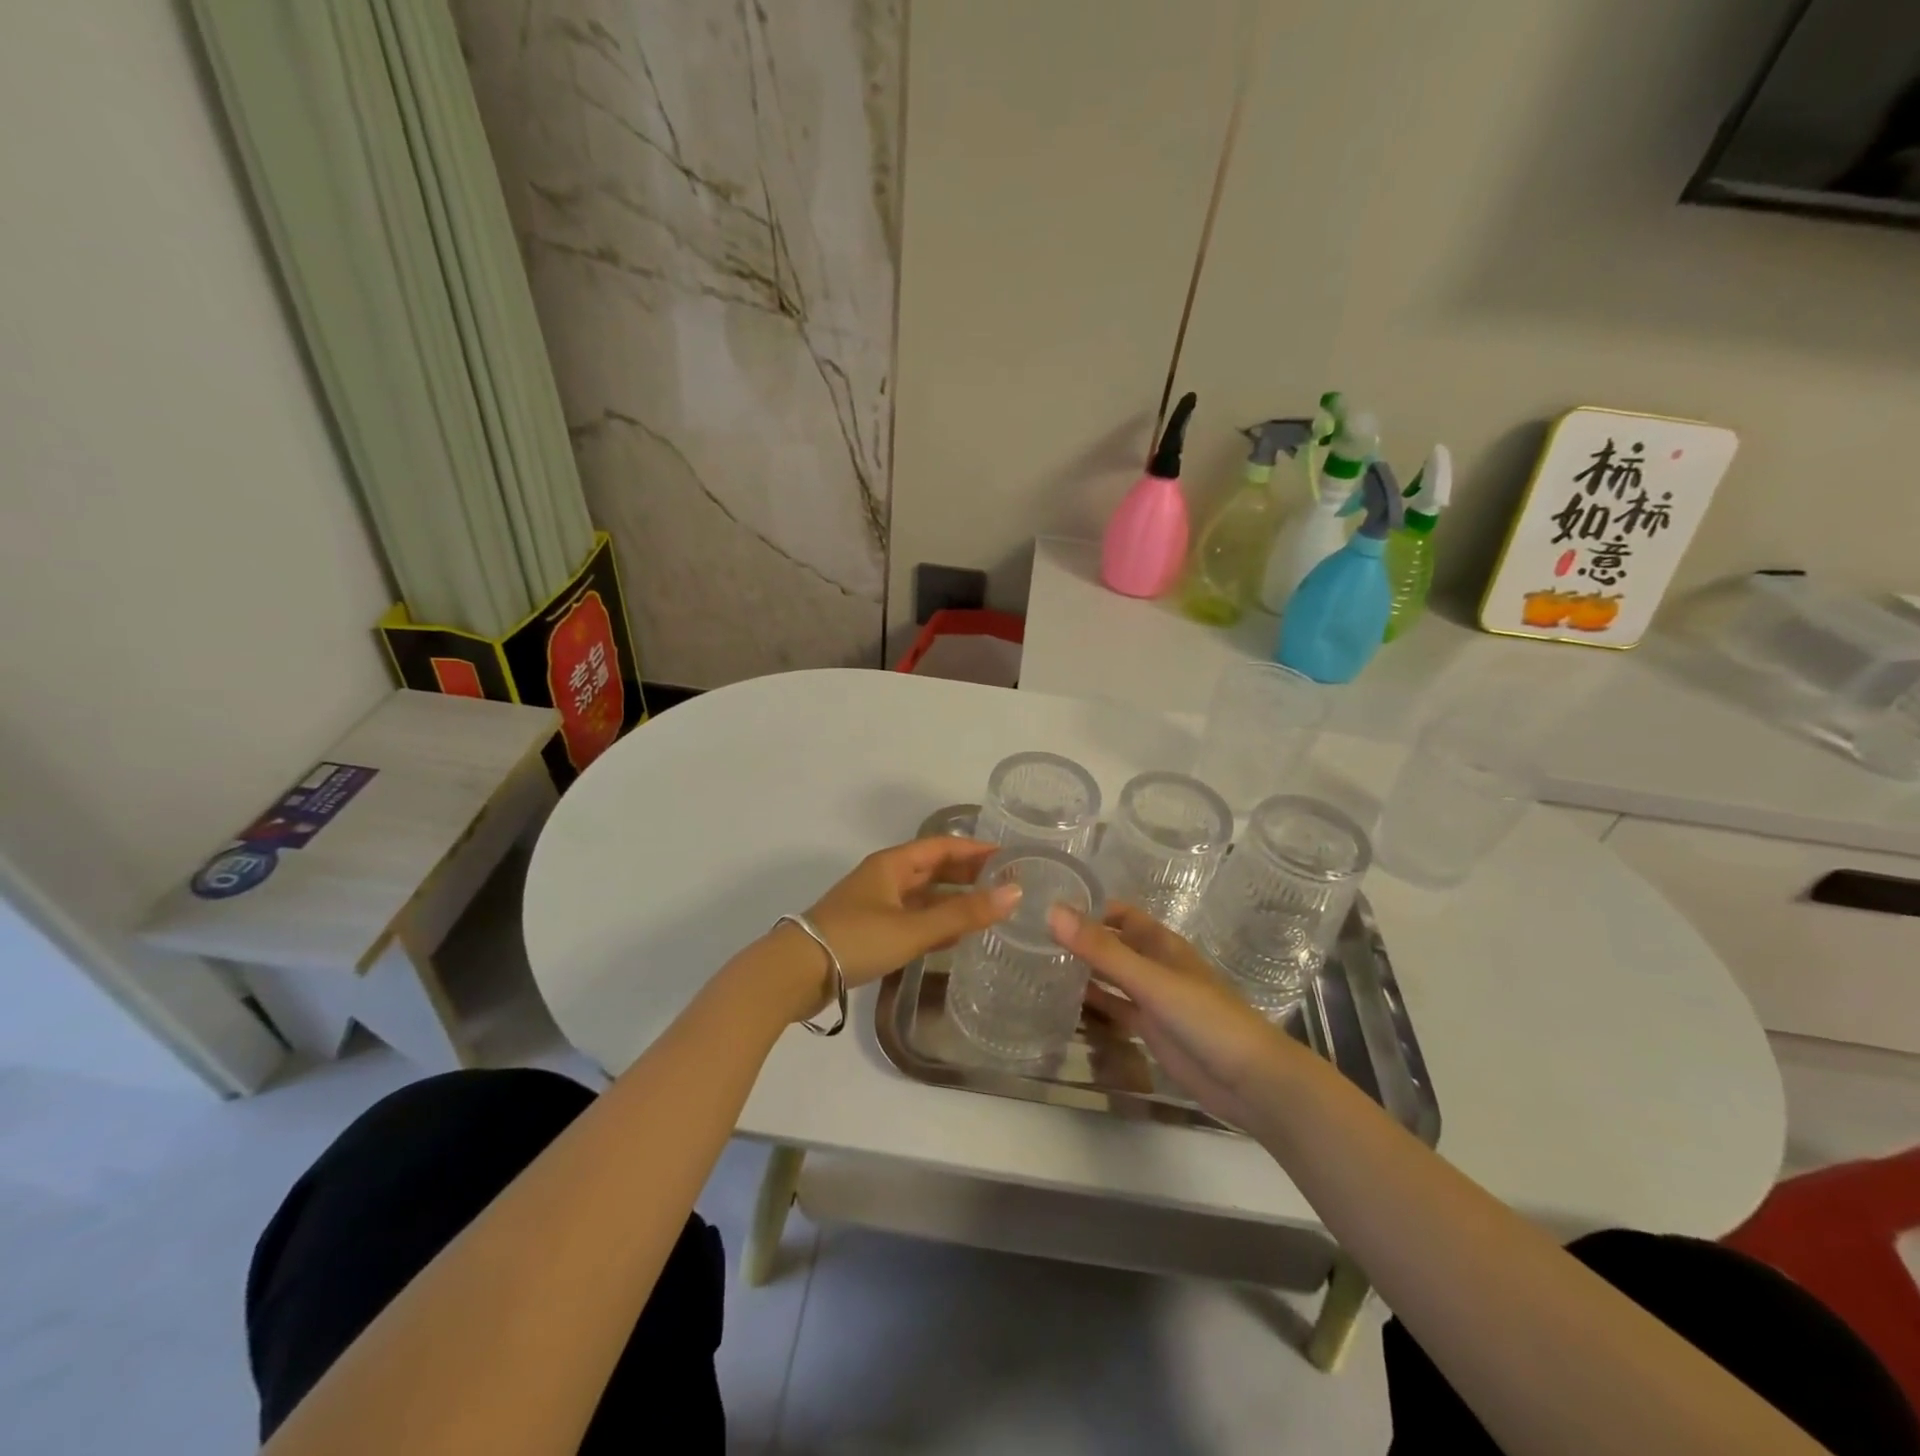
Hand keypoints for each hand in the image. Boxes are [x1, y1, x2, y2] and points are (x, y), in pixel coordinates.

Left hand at [796, 836, 1018, 989]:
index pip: (942, 846)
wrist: (796, 972)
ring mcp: (875, 904)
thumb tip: (1015, 893)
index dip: (975, 850)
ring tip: (989, 909)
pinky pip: (912, 917)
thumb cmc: (857, 939)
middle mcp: (884, 877)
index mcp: (892, 864)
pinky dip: (935, 921)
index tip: (1009, 857)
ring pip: (923, 895)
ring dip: (953, 900)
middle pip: (933, 868)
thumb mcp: (914, 928)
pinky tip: (955, 935)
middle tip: (1005, 884)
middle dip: (967, 874)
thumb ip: (963, 914)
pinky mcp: (870, 929)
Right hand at [1049, 903, 1303, 1135]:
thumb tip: (1053, 911)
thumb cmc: (1205, 1018)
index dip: (1089, 909)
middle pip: (1113, 945)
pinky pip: (1116, 1010)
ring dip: (1083, 973)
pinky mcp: (1151, 1030)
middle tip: (1031, 940)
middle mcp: (1155, 965)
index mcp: (1161, 943)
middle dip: (1080, 941)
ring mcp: (1153, 999)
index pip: (1120, 914)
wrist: (1250, 1081)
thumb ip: (1102, 950)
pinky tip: (1063, 1006)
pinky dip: (1094, 1005)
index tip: (1047, 909)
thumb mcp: (1150, 980)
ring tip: (1037, 968)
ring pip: (1112, 978)